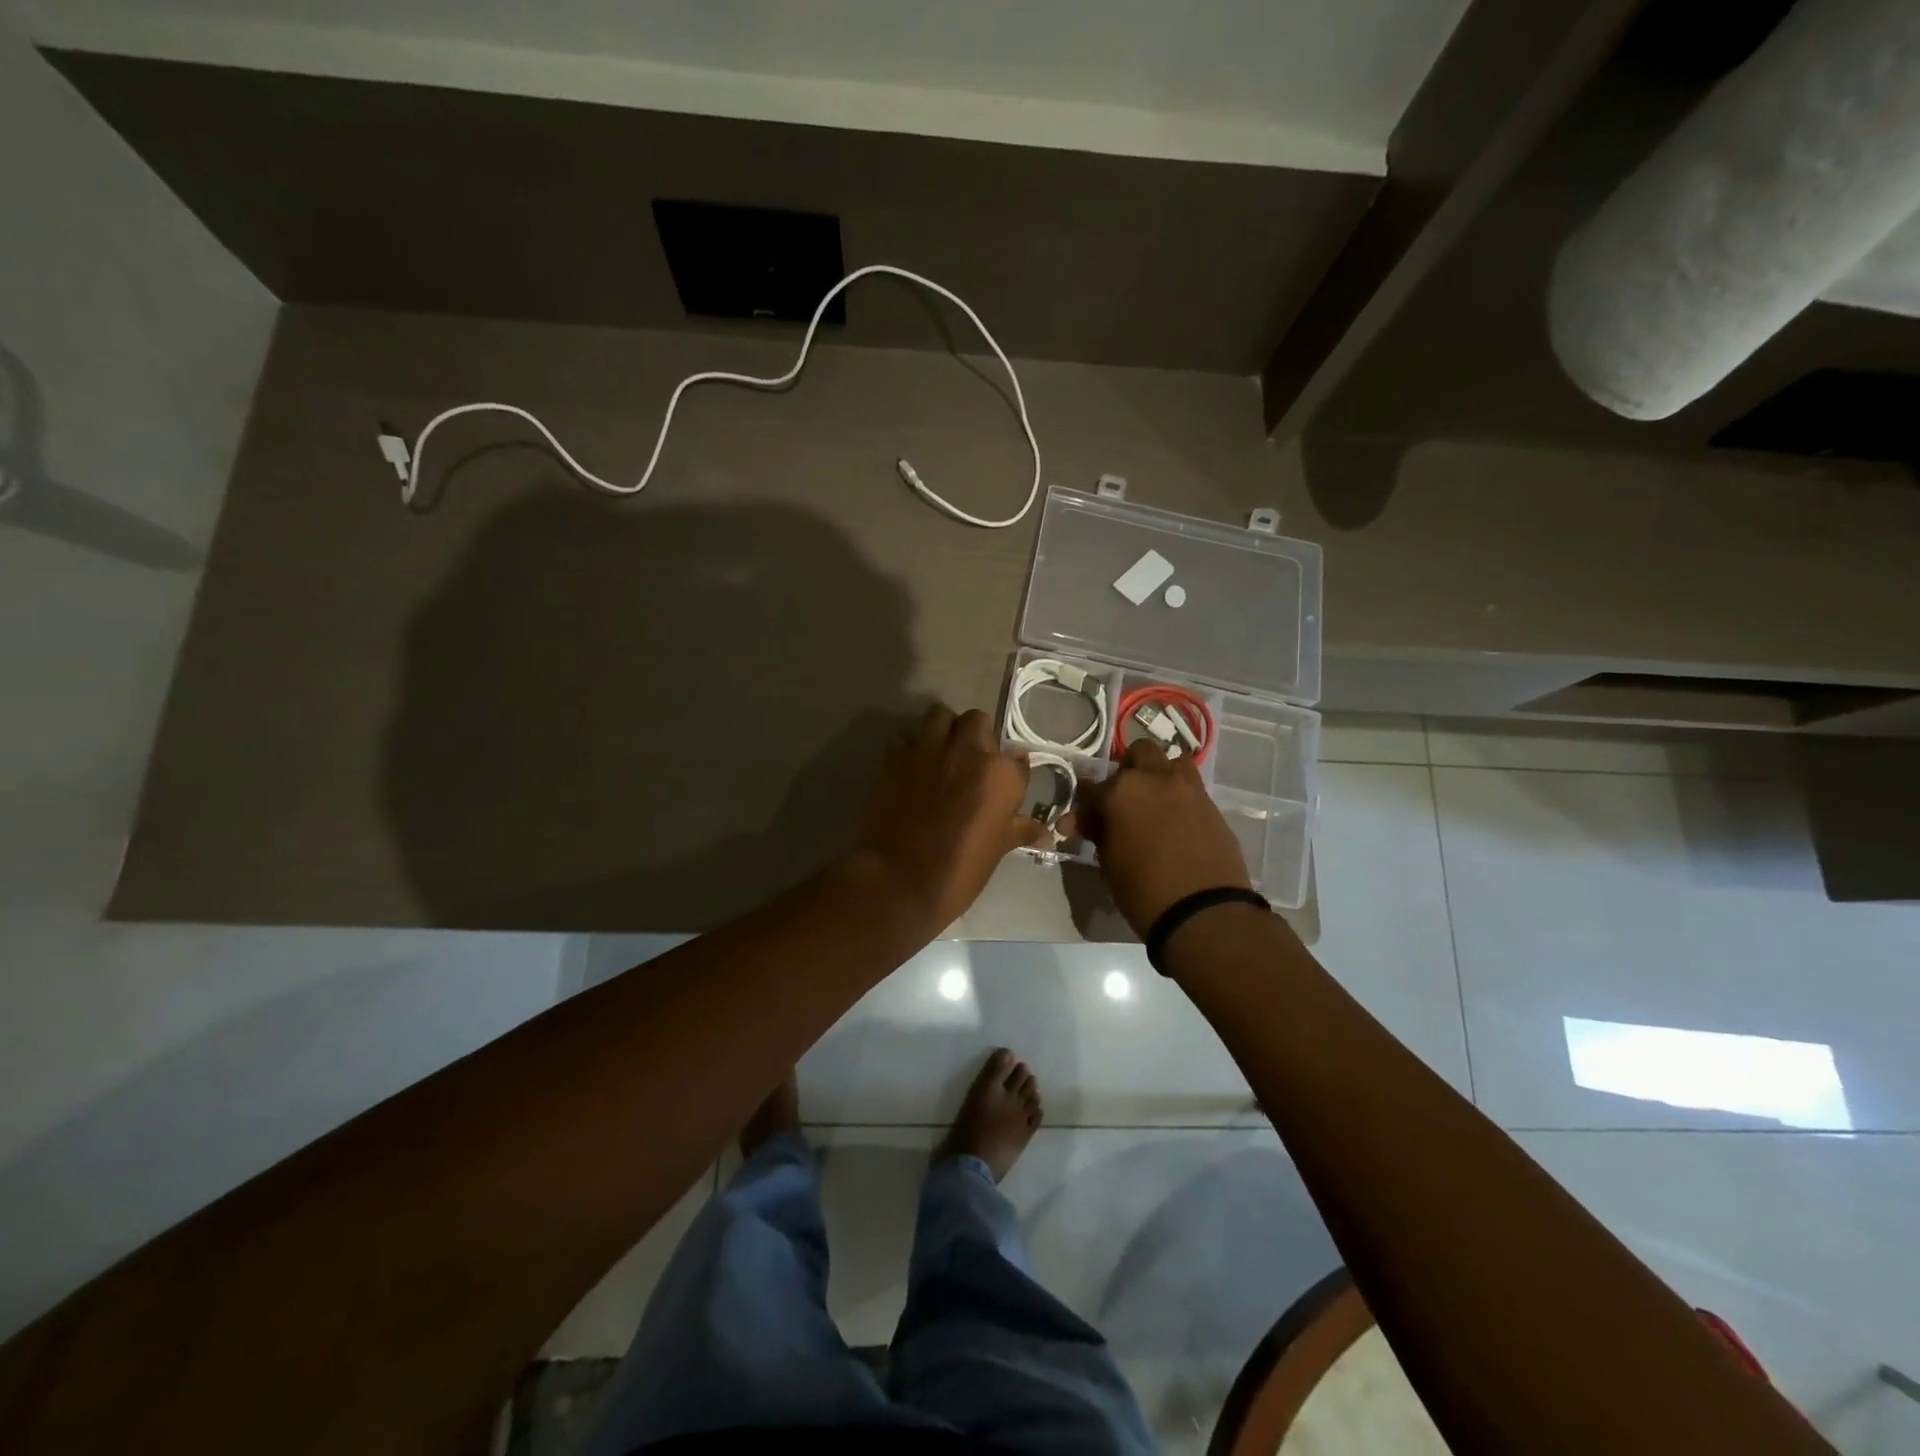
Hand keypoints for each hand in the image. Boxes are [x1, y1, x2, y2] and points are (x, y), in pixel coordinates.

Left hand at [855, 704, 1050, 934]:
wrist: (899, 880)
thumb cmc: (959, 870)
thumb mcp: (998, 849)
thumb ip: (1020, 828)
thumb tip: (1045, 830)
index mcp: (1000, 773)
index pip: (1016, 760)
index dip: (1010, 774)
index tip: (1002, 789)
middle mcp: (967, 750)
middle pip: (977, 721)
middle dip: (976, 738)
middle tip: (970, 765)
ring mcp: (928, 748)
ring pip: (940, 716)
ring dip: (944, 730)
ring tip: (941, 755)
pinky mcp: (895, 755)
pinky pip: (908, 736)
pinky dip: (913, 747)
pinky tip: (912, 768)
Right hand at [1070, 739, 1251, 934]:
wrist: (1204, 912)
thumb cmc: (1143, 890)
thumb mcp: (1108, 862)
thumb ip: (1098, 832)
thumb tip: (1086, 822)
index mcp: (1121, 791)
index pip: (1090, 786)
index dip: (1083, 805)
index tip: (1081, 821)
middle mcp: (1154, 778)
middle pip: (1137, 753)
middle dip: (1127, 770)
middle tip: (1122, 800)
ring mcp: (1187, 788)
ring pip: (1170, 760)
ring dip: (1158, 773)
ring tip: (1153, 802)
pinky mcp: (1211, 804)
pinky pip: (1190, 786)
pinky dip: (1178, 795)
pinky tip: (1174, 820)